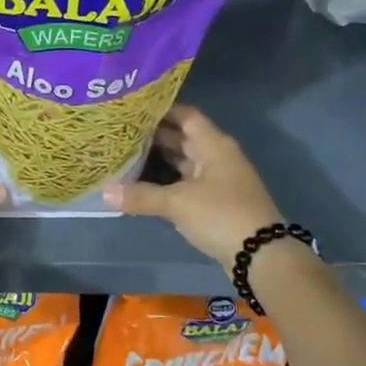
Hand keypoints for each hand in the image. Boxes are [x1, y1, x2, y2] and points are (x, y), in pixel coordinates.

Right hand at [103, 106, 282, 267]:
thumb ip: (141, 195)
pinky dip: (167, 182)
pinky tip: (143, 185)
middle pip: (183, 138)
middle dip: (154, 136)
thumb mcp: (178, 203)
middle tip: (121, 133)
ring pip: (184, 162)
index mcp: (213, 145)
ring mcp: (218, 180)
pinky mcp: (216, 203)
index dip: (161, 110)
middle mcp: (217, 157)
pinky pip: (186, 183)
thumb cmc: (221, 215)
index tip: (133, 109)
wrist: (261, 256)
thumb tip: (105, 191)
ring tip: (126, 155)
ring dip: (159, 160)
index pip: (185, 116)